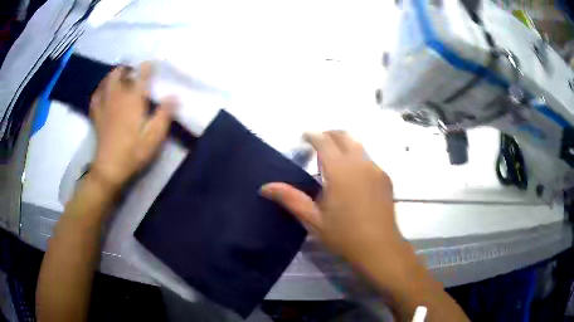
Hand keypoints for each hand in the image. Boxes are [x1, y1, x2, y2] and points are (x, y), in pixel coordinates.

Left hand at [89, 62, 173, 189]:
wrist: (110, 169)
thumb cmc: (133, 153)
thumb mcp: (154, 137)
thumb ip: (164, 115)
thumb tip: (174, 96)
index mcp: (133, 100)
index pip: (140, 76)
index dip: (147, 67)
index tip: (152, 64)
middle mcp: (117, 98)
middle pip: (119, 74)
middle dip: (127, 68)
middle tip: (133, 69)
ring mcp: (104, 106)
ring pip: (106, 82)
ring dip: (113, 74)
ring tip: (119, 74)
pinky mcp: (97, 116)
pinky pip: (95, 96)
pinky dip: (100, 90)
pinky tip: (103, 90)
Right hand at [261, 131, 403, 267]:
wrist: (379, 246)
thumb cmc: (344, 235)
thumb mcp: (313, 219)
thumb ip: (290, 198)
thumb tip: (265, 187)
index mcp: (340, 171)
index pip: (324, 141)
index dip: (312, 135)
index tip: (303, 137)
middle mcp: (360, 163)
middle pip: (344, 136)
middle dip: (329, 134)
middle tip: (317, 143)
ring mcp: (375, 169)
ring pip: (358, 146)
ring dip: (344, 144)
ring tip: (333, 157)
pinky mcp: (385, 177)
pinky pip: (368, 159)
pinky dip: (356, 158)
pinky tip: (352, 176)